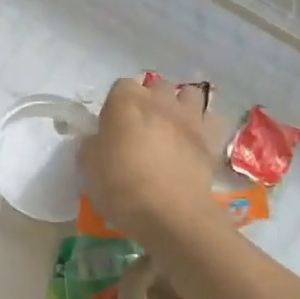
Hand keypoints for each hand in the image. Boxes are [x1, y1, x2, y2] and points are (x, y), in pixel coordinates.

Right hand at [78, 76, 222, 237]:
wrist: (169, 213)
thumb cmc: (120, 186)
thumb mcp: (87, 166)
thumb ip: (92, 144)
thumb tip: (98, 140)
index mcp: (125, 101)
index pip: (120, 86)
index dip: (116, 105)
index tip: (112, 126)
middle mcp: (160, 100)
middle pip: (156, 85)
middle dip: (150, 99)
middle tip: (141, 126)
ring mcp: (189, 117)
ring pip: (189, 94)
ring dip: (180, 105)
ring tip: (172, 126)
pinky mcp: (211, 139)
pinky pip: (211, 119)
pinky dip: (204, 125)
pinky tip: (195, 140)